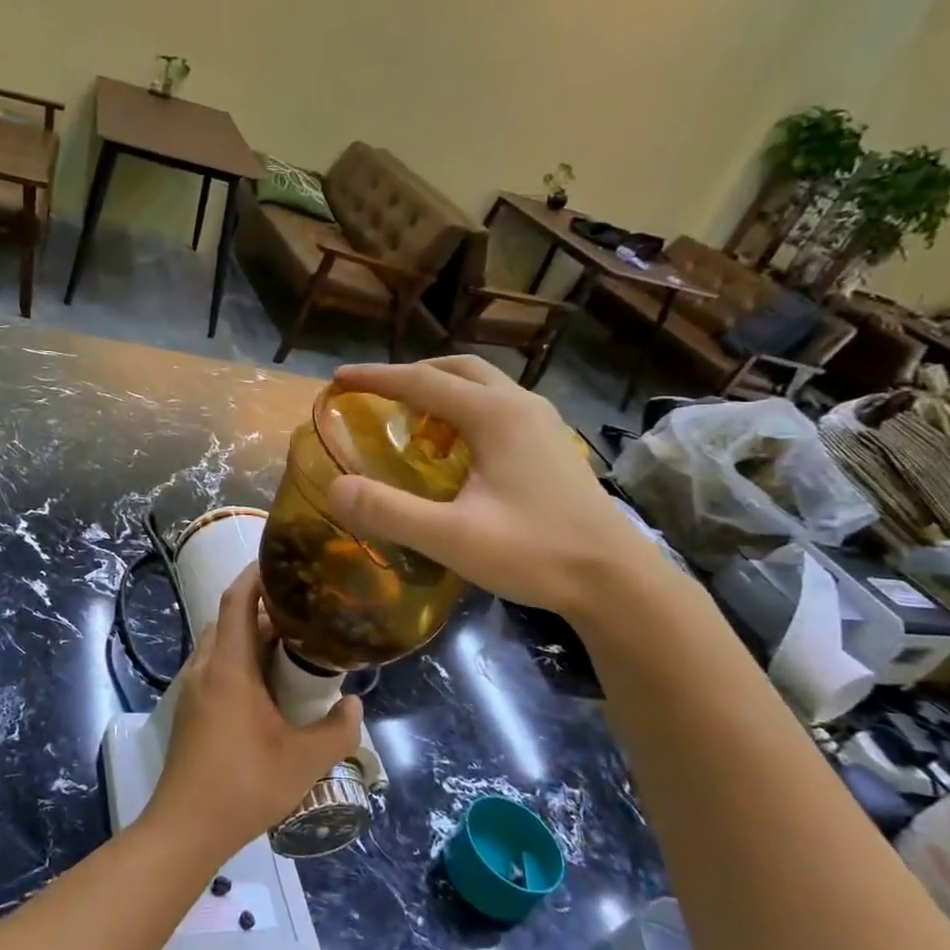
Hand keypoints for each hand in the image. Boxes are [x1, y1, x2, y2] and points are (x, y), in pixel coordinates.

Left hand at [145, 565, 363, 862]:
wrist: (186, 829)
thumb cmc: (245, 787)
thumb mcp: (305, 761)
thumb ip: (339, 730)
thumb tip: (354, 703)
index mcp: (229, 669)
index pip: (237, 601)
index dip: (256, 575)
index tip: (282, 562)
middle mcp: (204, 669)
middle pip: (227, 619)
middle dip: (260, 608)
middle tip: (300, 612)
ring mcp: (190, 690)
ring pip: (217, 644)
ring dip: (247, 636)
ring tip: (287, 648)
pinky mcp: (187, 710)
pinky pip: (212, 667)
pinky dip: (236, 660)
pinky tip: (263, 687)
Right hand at [324, 356, 662, 616]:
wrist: (615, 580)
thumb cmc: (534, 553)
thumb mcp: (452, 537)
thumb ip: (390, 511)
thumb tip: (335, 487)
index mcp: (495, 415)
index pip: (422, 381)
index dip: (376, 378)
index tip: (338, 379)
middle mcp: (520, 406)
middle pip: (458, 369)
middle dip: (412, 374)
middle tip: (376, 395)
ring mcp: (543, 424)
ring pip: (484, 385)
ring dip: (442, 390)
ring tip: (411, 419)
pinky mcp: (552, 446)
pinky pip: (499, 407)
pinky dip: (465, 410)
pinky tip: (456, 449)